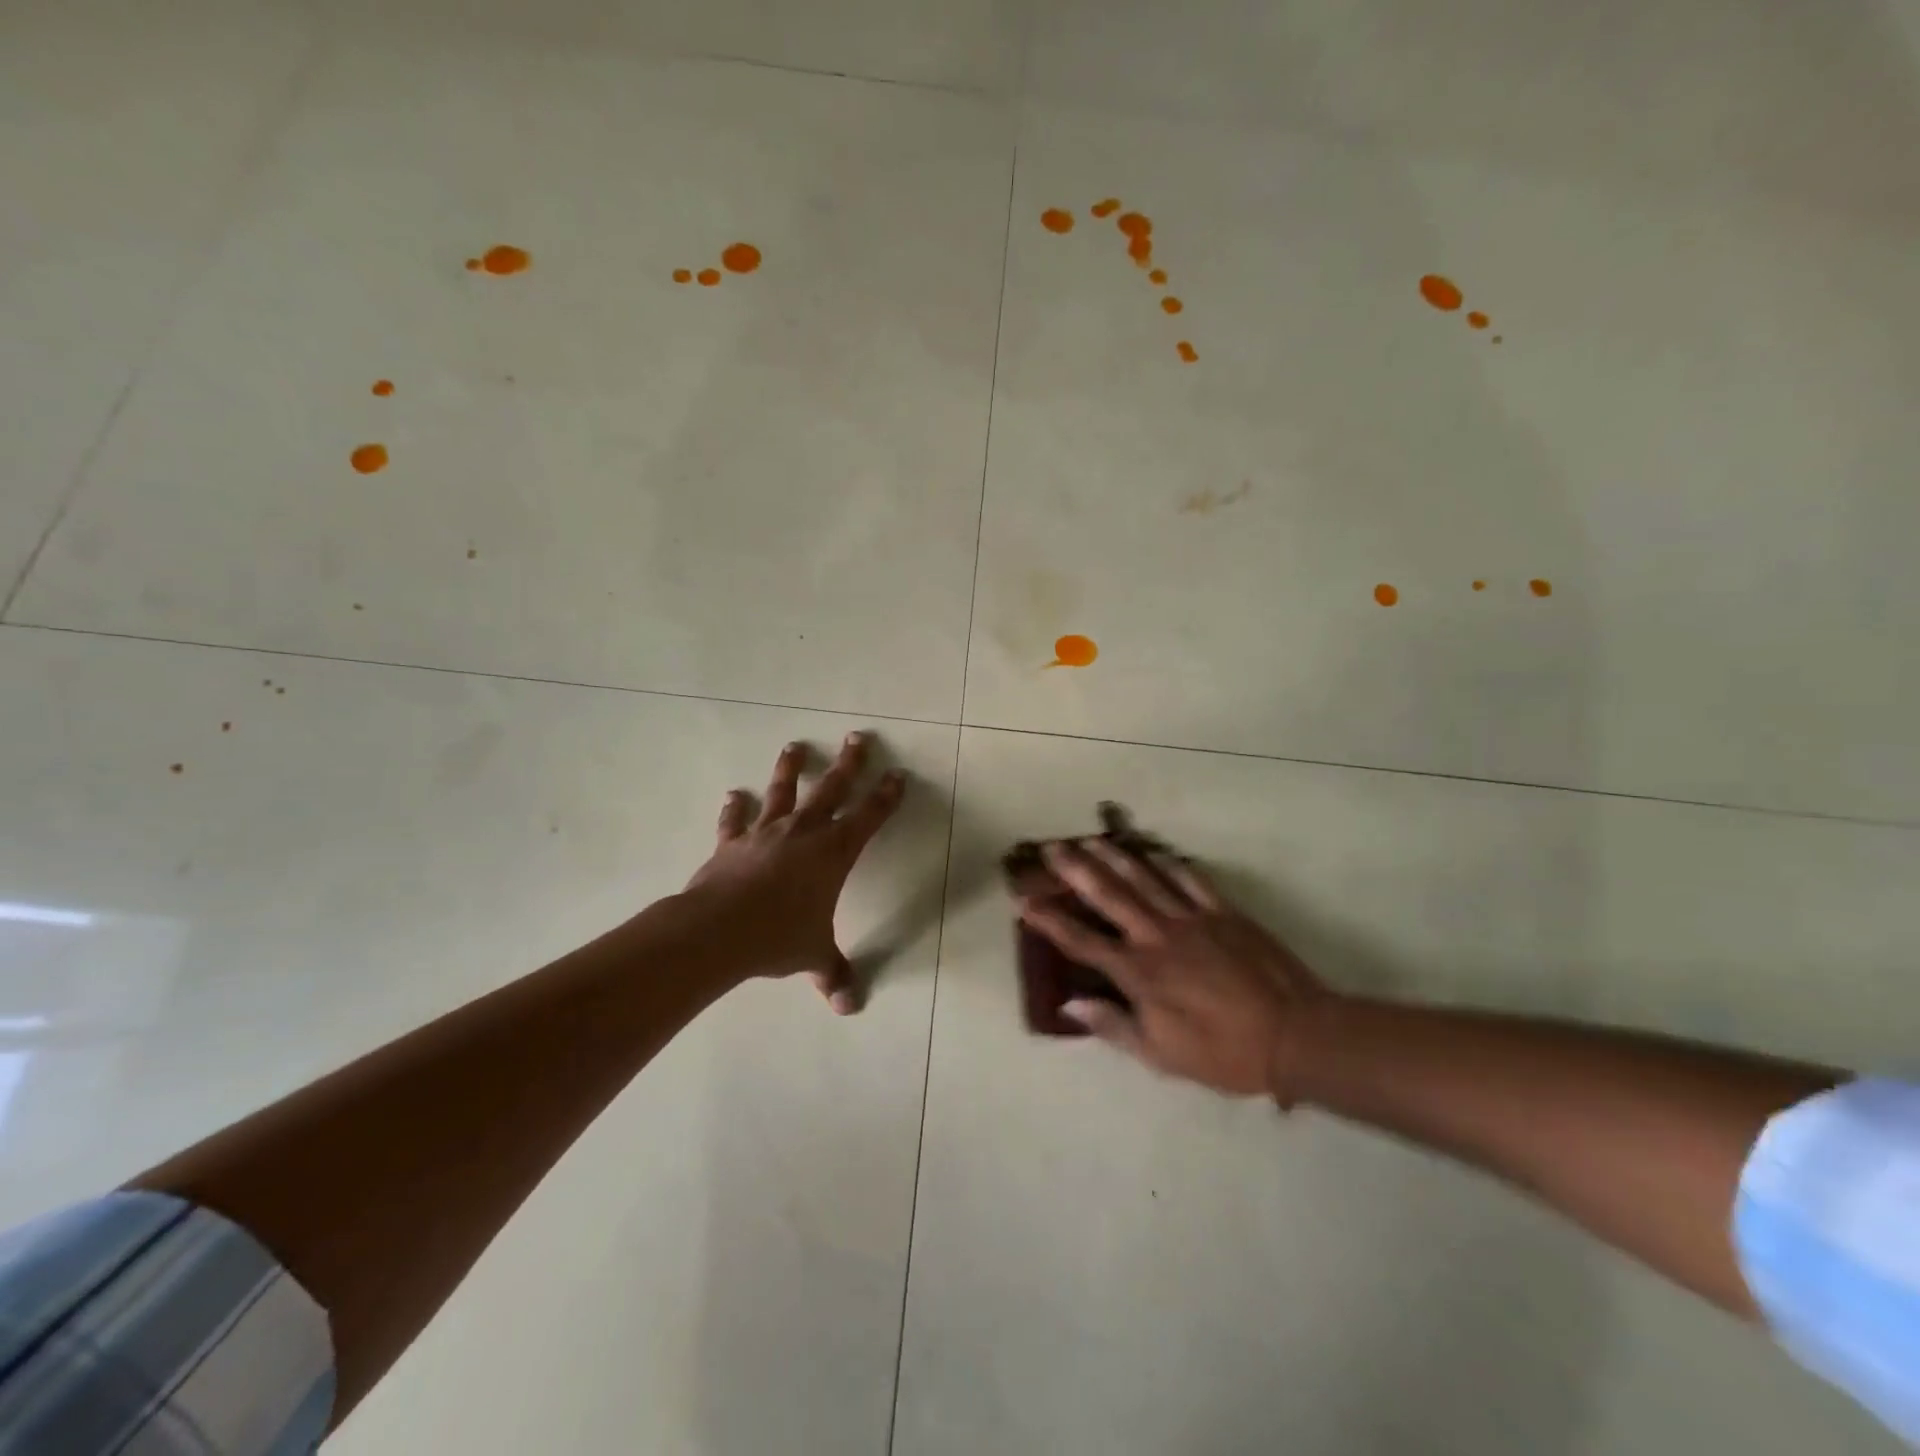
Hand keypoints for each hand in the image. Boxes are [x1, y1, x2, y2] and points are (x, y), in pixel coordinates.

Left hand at [683, 732, 904, 1012]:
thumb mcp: (813, 956)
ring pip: (781, 792)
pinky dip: (734, 808)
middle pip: (831, 789)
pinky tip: (733, 795)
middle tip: (857, 737)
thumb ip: (833, 974)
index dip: (885, 796)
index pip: (869, 817)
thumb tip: (849, 1008)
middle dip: (848, 764)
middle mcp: (803, 833)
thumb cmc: (778, 937)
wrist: (719, 930)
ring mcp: (765, 833)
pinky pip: (735, 821)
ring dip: (790, 768)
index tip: (896, 774)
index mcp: (833, 853)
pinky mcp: (732, 843)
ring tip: (794, 746)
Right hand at [1017, 839, 1330, 1101]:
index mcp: (1138, 972)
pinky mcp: (1223, 912)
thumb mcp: (1160, 1055)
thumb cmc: (1222, 1053)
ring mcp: (1191, 918)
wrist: (1294, 1035)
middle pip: (1108, 895)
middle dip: (1075, 870)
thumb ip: (1113, 1025)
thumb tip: (1069, 1003)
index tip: (1023, 900)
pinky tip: (1157, 852)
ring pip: (1145, 878)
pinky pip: (1192, 880)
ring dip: (1115, 857)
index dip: (1049, 920)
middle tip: (1051, 847)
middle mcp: (1156, 935)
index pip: (1081, 941)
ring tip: (1092, 839)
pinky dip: (1172, 863)